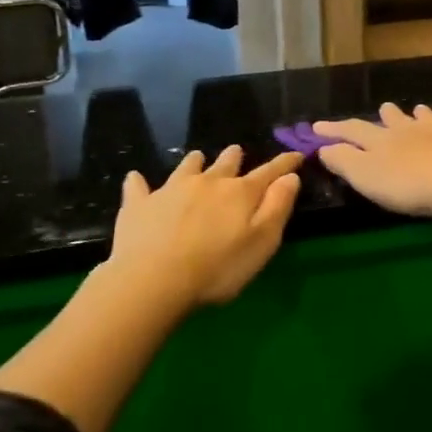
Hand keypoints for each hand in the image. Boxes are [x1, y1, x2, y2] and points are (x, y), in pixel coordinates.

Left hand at [109, 146, 303, 308]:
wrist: (153, 280)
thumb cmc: (217, 268)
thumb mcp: (262, 242)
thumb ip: (277, 207)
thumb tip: (290, 177)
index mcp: (239, 193)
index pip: (268, 172)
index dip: (284, 163)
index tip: (296, 155)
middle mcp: (207, 183)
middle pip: (225, 163)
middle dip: (234, 157)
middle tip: (236, 151)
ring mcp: (170, 190)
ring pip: (187, 167)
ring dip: (195, 162)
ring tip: (197, 158)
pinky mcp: (139, 204)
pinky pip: (137, 187)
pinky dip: (139, 182)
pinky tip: (135, 179)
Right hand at [314, 103, 431, 221]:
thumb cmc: (409, 184)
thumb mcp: (365, 176)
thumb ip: (343, 160)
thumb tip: (324, 147)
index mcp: (382, 139)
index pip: (353, 130)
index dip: (334, 129)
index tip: (317, 126)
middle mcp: (411, 129)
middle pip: (394, 118)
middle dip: (386, 115)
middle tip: (383, 109)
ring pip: (427, 118)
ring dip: (420, 115)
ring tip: (418, 110)